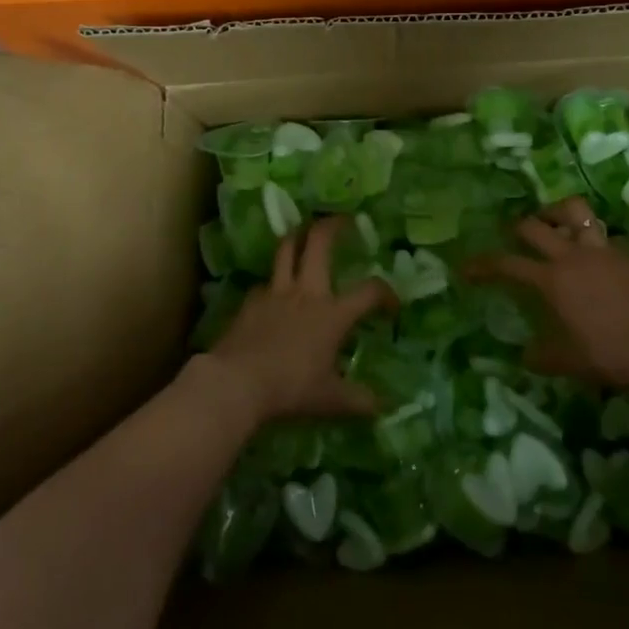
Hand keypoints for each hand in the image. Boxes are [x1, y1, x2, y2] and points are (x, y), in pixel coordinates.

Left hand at [207, 216, 392, 425]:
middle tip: (343, 220)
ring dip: (298, 237)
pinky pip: (265, 282)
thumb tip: (382, 408)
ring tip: (305, 233)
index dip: (386, 293)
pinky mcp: (250, 300)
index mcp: (333, 313)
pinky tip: (274, 292)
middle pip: (319, 243)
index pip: (370, 291)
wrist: (237, 383)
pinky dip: (273, 281)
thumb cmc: (290, 388)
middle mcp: (307, 292)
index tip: (392, 305)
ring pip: (286, 249)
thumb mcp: (330, 400)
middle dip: (333, 225)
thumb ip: (357, 401)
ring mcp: (275, 292)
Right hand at [471, 197, 628, 389]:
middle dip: (517, 227)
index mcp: (553, 280)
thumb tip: (525, 356)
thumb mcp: (569, 362)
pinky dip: (592, 238)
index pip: (508, 264)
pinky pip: (603, 235)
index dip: (483, 265)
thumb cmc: (611, 354)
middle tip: (512, 236)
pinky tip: (594, 256)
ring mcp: (602, 250)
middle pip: (535, 225)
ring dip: (557, 213)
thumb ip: (542, 356)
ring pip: (574, 212)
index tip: (466, 269)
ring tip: (552, 223)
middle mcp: (573, 256)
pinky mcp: (626, 253)